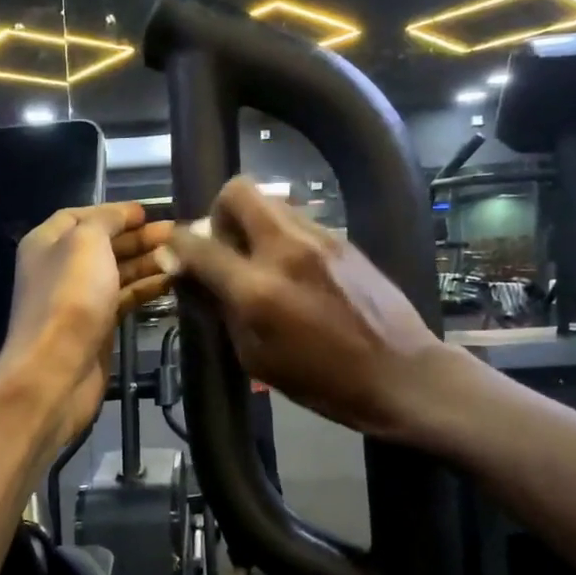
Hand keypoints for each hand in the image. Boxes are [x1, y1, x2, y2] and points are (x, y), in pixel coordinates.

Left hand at [0, 202, 174, 448]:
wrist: (57, 371)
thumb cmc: (70, 297)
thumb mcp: (86, 242)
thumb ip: (106, 220)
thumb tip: (126, 214)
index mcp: (47, 242)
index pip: (81, 215)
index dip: (114, 211)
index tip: (149, 212)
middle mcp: (60, 267)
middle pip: (104, 243)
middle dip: (139, 236)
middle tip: (178, 232)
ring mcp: (79, 300)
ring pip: (118, 272)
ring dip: (149, 261)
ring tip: (185, 254)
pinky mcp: (97, 327)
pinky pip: (125, 298)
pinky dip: (147, 287)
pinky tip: (174, 281)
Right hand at [159, 177, 440, 439]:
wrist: (400, 374)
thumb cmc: (322, 382)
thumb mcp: (256, 358)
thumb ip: (222, 310)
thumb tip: (195, 277)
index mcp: (256, 290)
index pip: (198, 245)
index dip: (176, 245)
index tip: (175, 253)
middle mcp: (284, 250)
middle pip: (237, 192)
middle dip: (219, 211)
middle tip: (224, 243)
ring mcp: (318, 238)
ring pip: (270, 201)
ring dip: (253, 221)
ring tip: (259, 257)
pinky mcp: (342, 239)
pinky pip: (298, 220)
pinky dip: (282, 234)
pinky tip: (293, 268)